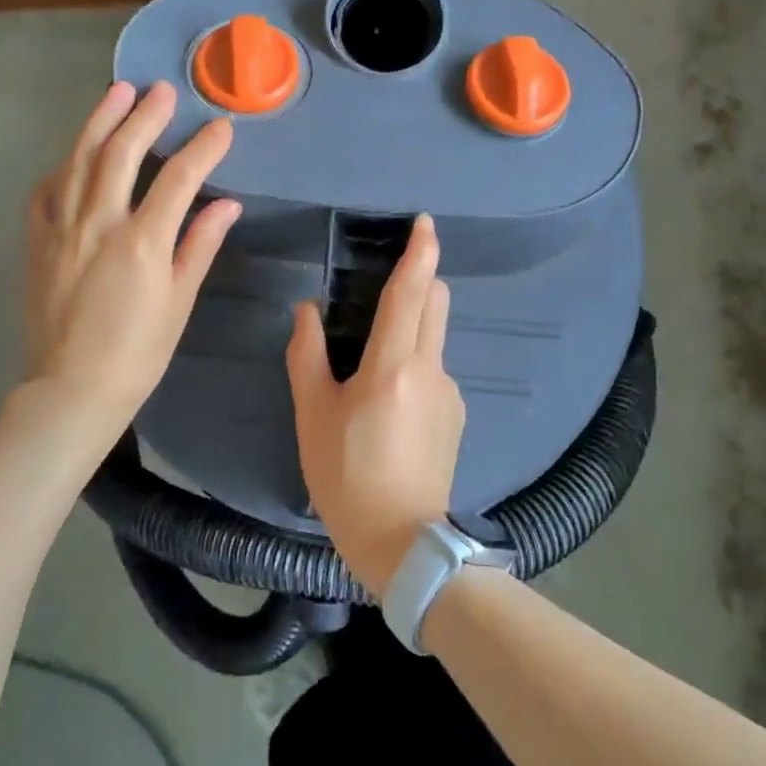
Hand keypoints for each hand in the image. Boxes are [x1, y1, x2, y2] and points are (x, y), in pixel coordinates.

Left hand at [24, 81, 238, 442]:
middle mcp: (99, 223)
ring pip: (79, 160)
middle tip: (162, 91)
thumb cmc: (139, 351)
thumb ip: (199, 245)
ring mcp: (61, 229)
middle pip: (122, 153)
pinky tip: (74, 156)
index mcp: (142, 241)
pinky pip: (45, 193)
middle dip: (146, 116)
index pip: (179, 178)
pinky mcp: (37, 242)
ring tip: (117, 92)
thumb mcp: (179, 300)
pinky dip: (62, 168)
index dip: (204, 148)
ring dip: (100, 122)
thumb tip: (227, 204)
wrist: (73, 388)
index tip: (222, 127)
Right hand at [286, 214, 464, 591]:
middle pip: (436, 302)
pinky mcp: (457, 414)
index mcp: (393, 365)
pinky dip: (416, 362)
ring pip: (436, 336)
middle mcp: (431, 369)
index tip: (424, 223)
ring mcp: (450, 392)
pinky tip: (390, 403)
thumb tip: (307, 310)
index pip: (411, 293)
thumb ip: (307, 355)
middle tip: (387, 288)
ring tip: (375, 363)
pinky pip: (436, 368)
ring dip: (414, 325)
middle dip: (419, 280)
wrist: (403, 542)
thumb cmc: (346, 476)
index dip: (419, 252)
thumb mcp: (313, 415)